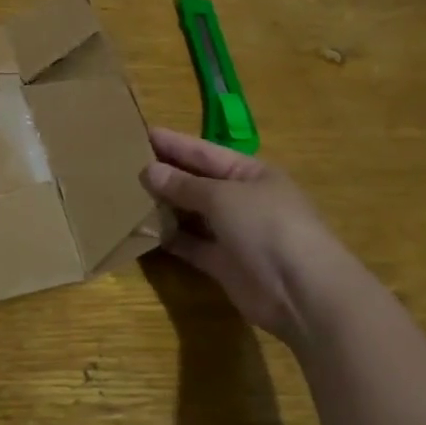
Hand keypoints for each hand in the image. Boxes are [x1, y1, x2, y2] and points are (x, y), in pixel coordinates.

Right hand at [140, 128, 377, 348]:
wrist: (302, 291)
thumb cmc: (267, 226)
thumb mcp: (222, 196)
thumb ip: (184, 185)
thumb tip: (148, 171)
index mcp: (249, 172)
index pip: (204, 152)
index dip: (174, 143)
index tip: (141, 133)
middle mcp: (241, 199)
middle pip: (196, 182)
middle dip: (165, 174)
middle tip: (123, 164)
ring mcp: (233, 233)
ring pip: (191, 214)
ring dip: (164, 207)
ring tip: (125, 196)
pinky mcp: (224, 264)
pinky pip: (191, 245)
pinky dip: (170, 239)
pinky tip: (142, 232)